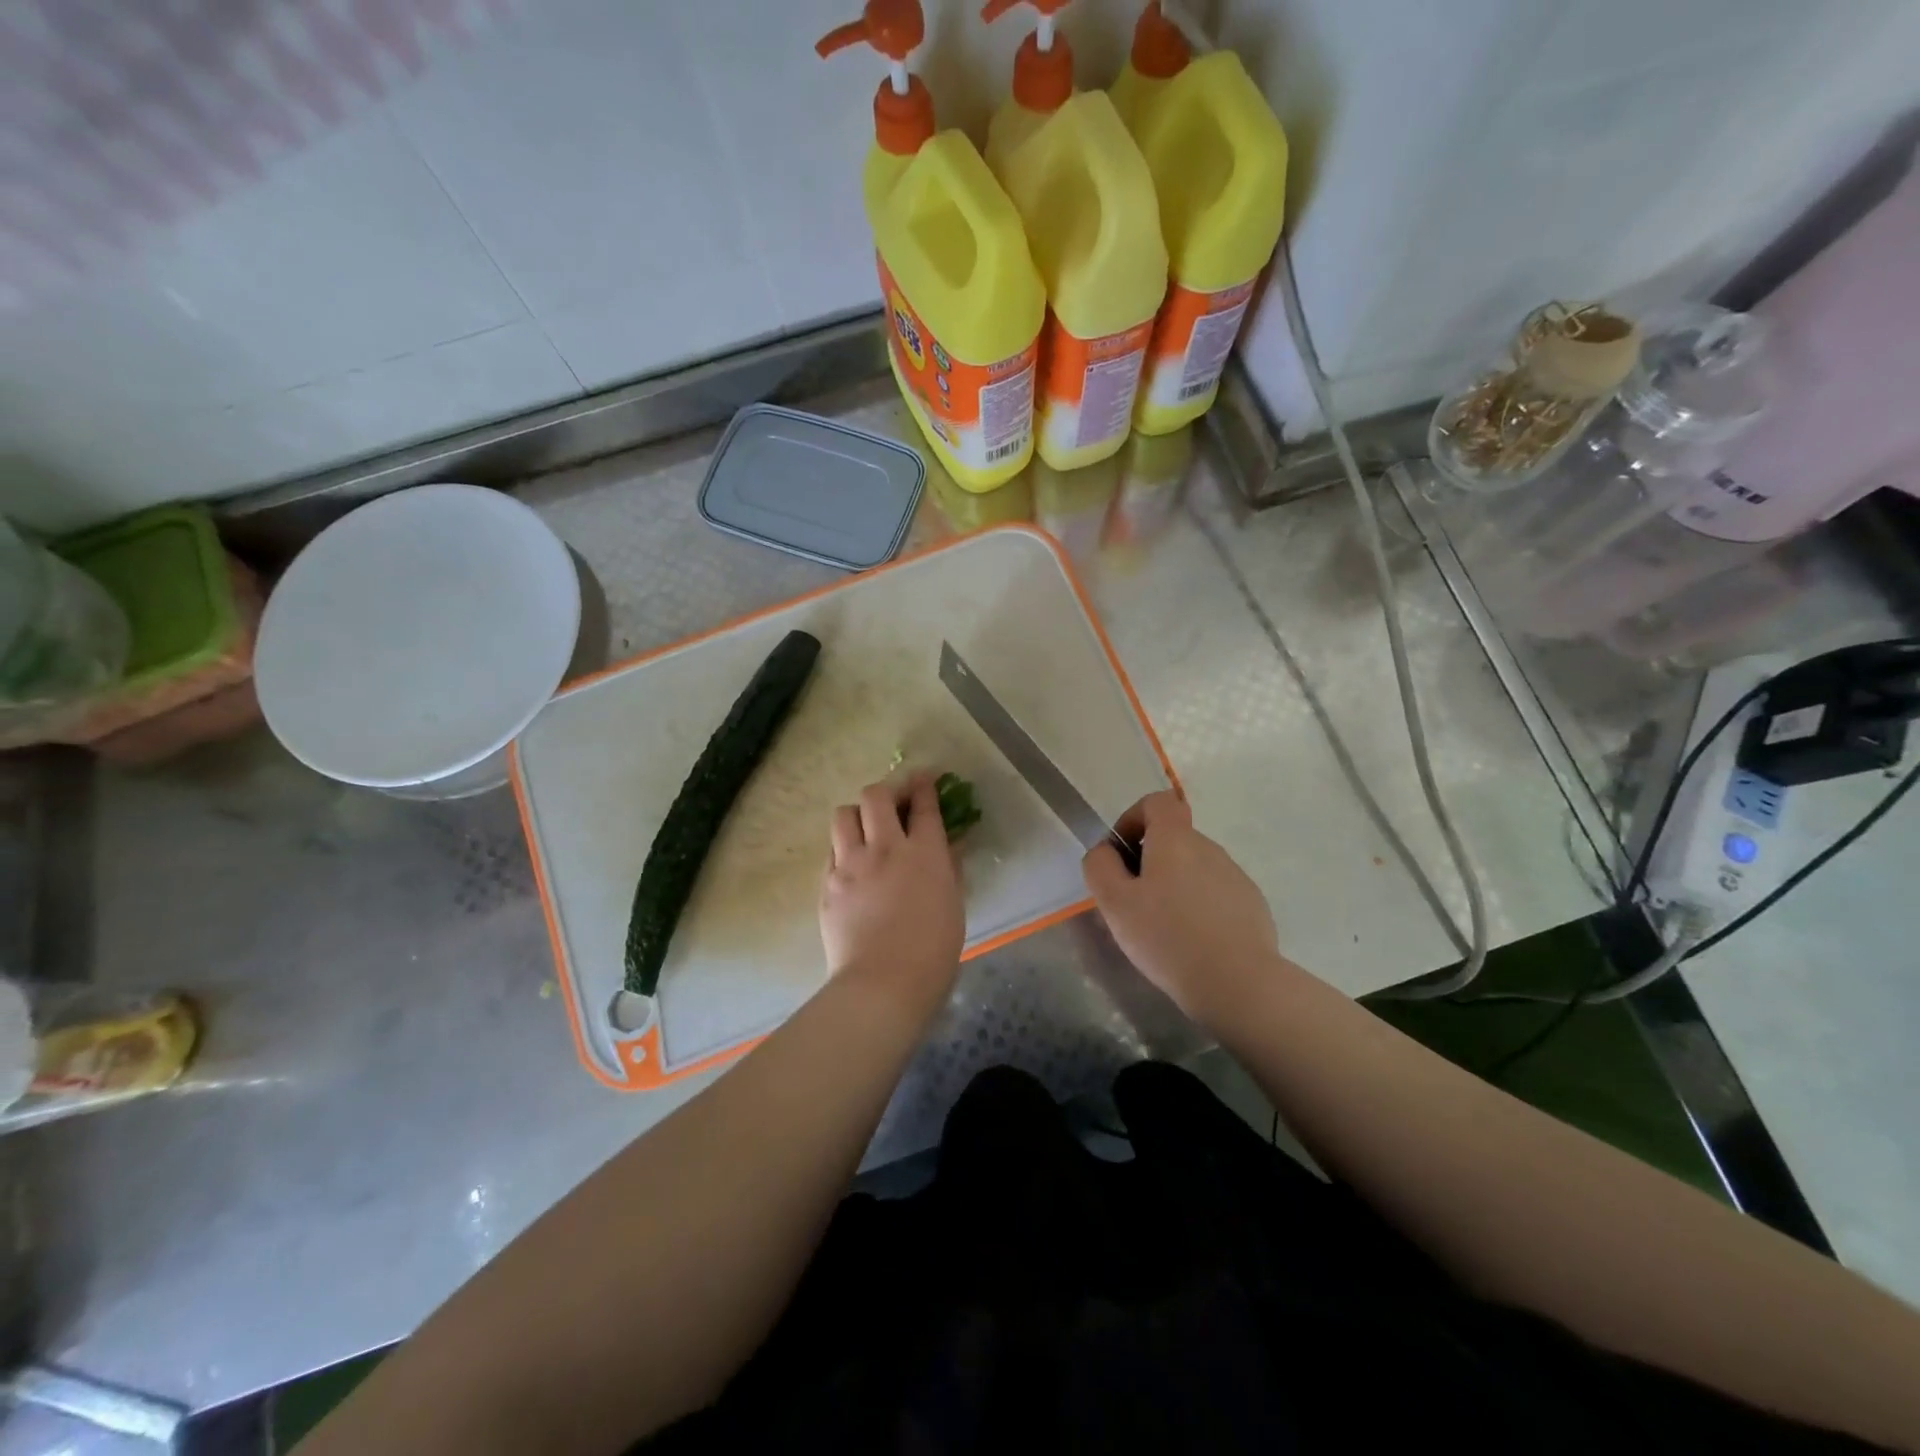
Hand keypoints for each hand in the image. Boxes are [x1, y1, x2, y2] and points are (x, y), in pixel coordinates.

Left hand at [820, 773, 963, 1007]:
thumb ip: (950, 869)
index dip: (924, 785)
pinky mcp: (828, 884)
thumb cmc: (932, 953)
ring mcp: (850, 864)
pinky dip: (844, 848)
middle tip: (895, 802)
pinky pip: (832, 850)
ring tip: (867, 830)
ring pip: (844, 815)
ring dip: (858, 815)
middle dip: (887, 790)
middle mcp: (884, 848)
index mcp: (924, 853)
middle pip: (875, 796)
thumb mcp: (954, 906)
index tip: (926, 778)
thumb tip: (949, 847)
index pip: (923, 804)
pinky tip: (854, 865)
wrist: (882, 985)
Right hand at [1083, 791, 1281, 1024]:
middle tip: (1134, 903)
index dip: (1133, 819)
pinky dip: (1200, 907)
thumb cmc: (1167, 937)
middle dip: (1150, 861)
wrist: (1238, 983)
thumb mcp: (1115, 903)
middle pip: (1174, 839)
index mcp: (1175, 839)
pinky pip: (1217, 894)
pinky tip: (1194, 943)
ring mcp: (1235, 877)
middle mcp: (1209, 848)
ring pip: (1195, 868)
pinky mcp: (1252, 905)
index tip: (1122, 854)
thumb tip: (1106, 852)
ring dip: (1175, 886)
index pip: (1157, 802)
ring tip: (1163, 929)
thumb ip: (1100, 866)